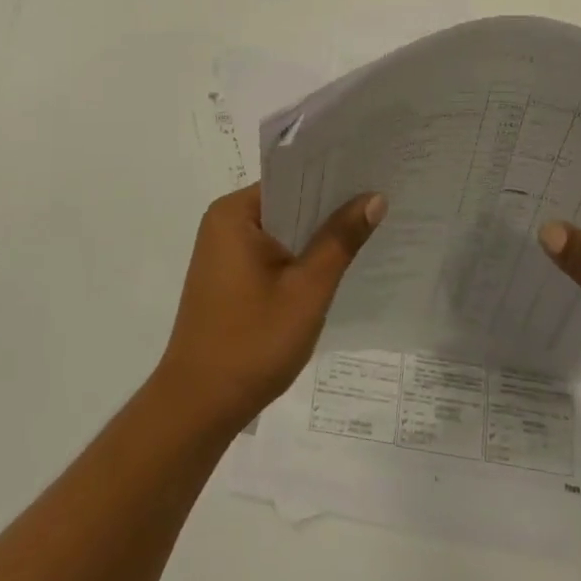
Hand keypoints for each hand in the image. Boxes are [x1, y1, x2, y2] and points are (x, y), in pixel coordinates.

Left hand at [154, 183, 385, 436]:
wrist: (199, 408)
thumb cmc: (252, 342)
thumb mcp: (307, 290)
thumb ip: (340, 240)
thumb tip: (374, 197)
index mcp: (234, 213)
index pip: (291, 177)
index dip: (333, 176)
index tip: (374, 173)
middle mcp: (224, 223)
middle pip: (287, 202)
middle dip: (329, 206)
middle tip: (382, 200)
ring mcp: (223, 252)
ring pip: (281, 230)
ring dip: (316, 235)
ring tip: (369, 227)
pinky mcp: (228, 278)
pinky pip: (271, 252)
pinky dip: (299, 257)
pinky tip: (335, 264)